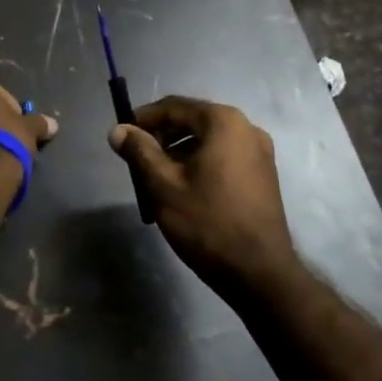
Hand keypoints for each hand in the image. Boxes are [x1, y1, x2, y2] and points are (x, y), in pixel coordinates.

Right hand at [109, 96, 296, 293]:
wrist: (259, 273)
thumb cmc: (208, 223)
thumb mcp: (164, 185)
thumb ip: (139, 151)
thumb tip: (117, 130)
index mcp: (224, 122)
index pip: (174, 106)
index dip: (144, 118)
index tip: (122, 135)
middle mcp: (247, 128)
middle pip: (193, 121)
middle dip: (162, 137)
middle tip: (137, 160)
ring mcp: (260, 152)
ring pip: (208, 141)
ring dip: (180, 153)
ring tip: (157, 179)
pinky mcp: (264, 175)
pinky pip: (224, 157)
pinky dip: (200, 164)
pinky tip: (185, 190)